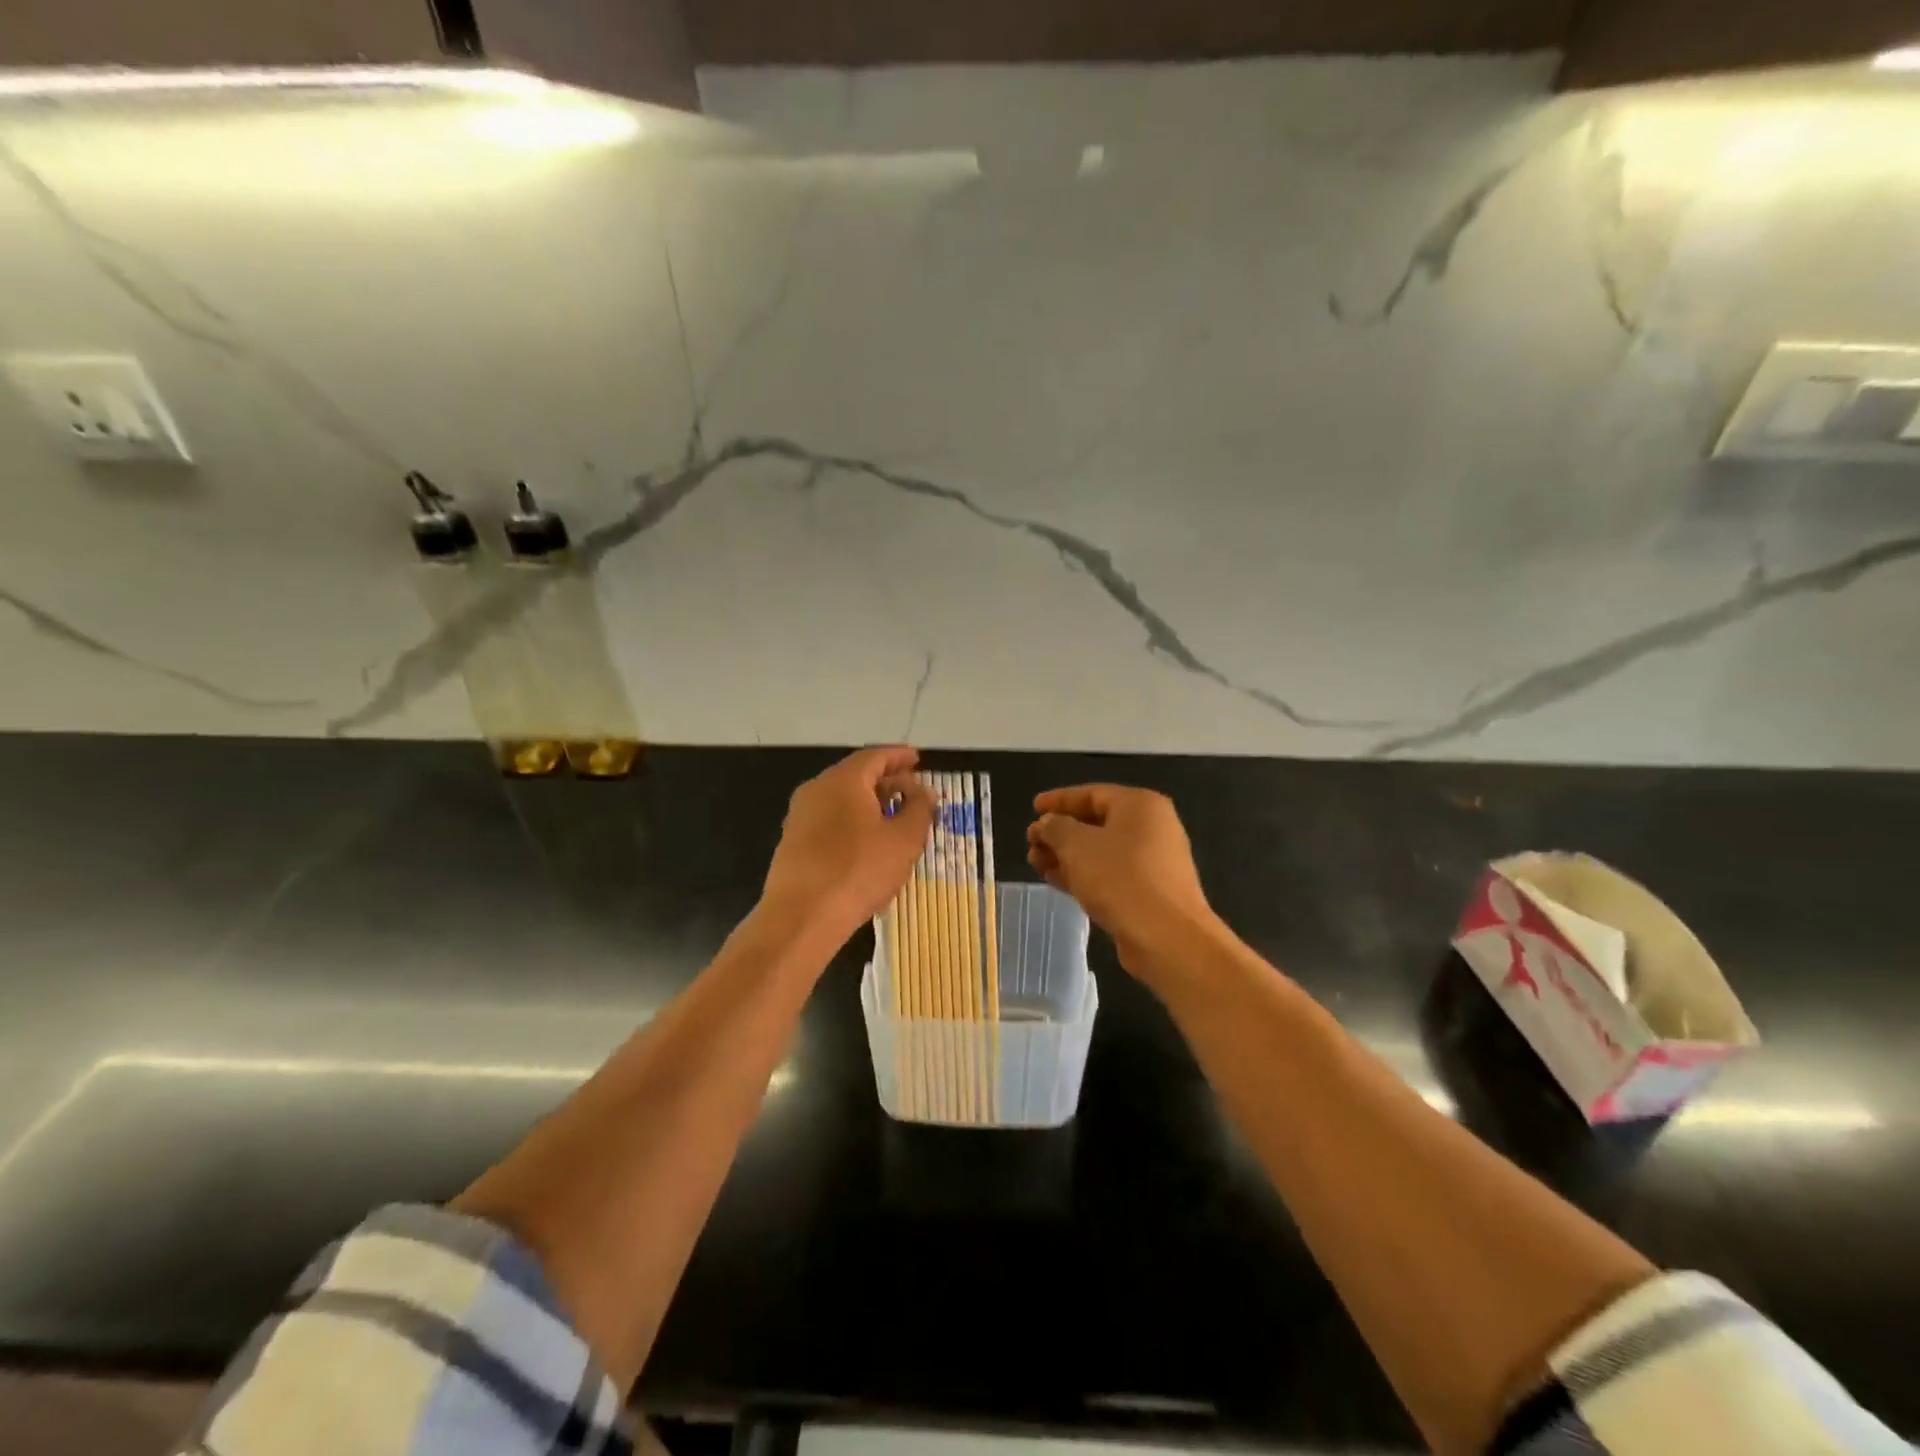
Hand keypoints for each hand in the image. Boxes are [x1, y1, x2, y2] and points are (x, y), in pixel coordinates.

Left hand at [761, 746, 933, 945]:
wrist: (801, 917)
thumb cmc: (858, 870)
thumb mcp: (904, 840)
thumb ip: (919, 809)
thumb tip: (924, 791)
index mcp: (843, 780)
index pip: (875, 755)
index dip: (899, 756)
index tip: (918, 759)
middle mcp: (817, 789)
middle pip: (857, 775)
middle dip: (887, 781)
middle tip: (913, 792)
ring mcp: (800, 816)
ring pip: (842, 799)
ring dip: (871, 803)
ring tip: (895, 818)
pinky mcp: (793, 842)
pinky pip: (830, 820)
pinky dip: (853, 821)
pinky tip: (868, 842)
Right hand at [1027, 785, 1219, 975]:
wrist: (1166, 938)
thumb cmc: (1121, 878)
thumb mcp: (1077, 845)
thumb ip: (1055, 827)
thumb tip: (1048, 824)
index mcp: (1140, 806)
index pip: (1092, 794)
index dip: (1059, 800)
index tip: (1032, 808)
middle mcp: (1150, 828)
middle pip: (1095, 823)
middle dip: (1059, 833)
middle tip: (1031, 842)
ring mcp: (1151, 862)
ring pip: (1100, 851)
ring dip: (1066, 856)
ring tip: (1035, 863)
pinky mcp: (1147, 892)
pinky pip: (1108, 874)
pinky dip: (1082, 874)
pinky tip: (1055, 880)